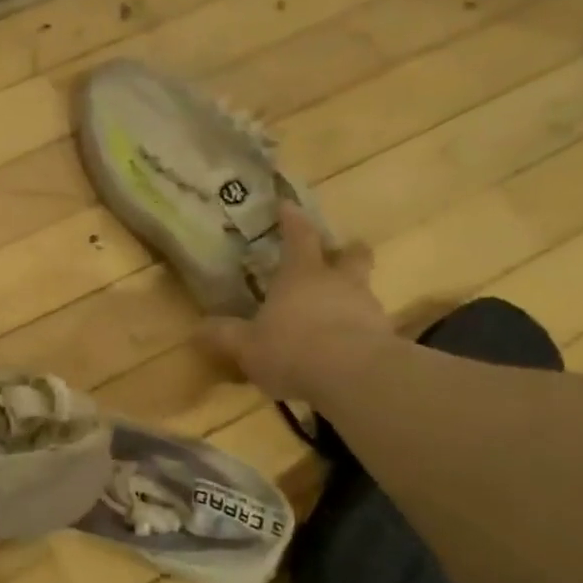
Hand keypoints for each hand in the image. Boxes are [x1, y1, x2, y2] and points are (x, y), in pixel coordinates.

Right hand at [202, 203, 393, 402]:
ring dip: (350, 296)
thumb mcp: (245, 346)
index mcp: (301, 274)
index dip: (292, 219)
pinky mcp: (385, 337)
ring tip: (334, 315)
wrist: (354, 377)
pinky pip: (369, 326)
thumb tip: (197, 329)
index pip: (298, 236)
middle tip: (337, 255)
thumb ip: (223, 335)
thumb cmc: (292, 349)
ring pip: (362, 291)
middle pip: (351, 255)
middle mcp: (337, 282)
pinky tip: (344, 350)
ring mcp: (367, 307)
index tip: (288, 205)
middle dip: (345, 252)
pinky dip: (358, 332)